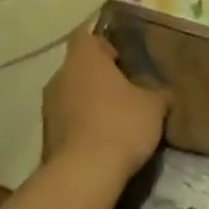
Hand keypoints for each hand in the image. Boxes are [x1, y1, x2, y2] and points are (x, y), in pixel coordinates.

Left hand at [41, 23, 168, 180]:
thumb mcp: (154, 107)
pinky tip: (101, 140)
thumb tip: (162, 92)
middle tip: (124, 91)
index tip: (122, 60)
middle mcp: (60, 76)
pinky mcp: (46, 135)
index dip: (103, 44)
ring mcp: (48, 106)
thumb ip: (158, 93)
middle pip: (78, 66)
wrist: (85, 173)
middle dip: (98, 76)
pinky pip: (66, 119)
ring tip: (114, 119)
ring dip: (88, 101)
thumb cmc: (121, 125)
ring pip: (70, 93)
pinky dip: (80, 124)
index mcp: (84, 59)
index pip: (85, 36)